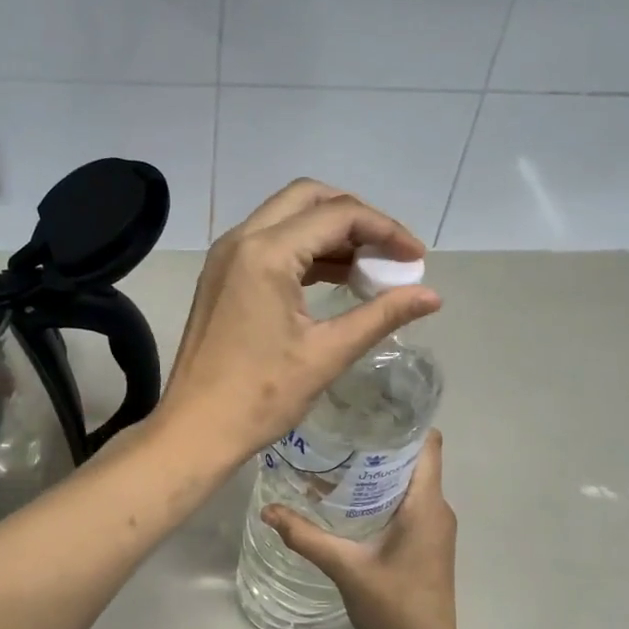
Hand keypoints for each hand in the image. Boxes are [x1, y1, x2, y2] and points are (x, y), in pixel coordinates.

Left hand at [160, 180, 439, 459]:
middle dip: (356, 218)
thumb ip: (382, 316)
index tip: (415, 258)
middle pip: (308, 198)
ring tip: (369, 269)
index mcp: (266, 253)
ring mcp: (225, 257)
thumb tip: (432, 296)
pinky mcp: (220, 277)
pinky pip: (269, 244)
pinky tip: (335, 280)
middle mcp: (241, 240)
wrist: (196, 430)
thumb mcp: (327, 354)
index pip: (338, 215)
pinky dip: (304, 252)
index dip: (385, 230)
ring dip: (329, 234)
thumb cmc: (261, 396)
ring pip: (287, 218)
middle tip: (389, 252)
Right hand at [262, 430, 463, 628]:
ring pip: (411, 483)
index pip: (428, 444)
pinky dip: (384, 495)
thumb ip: (306, 537)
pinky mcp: (428, 543)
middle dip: (380, 445)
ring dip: (379, 472)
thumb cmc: (393, 605)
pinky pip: (409, 504)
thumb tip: (268, 511)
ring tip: (337, 462)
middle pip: (414, 460)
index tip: (368, 412)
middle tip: (338, 434)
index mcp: (426, 504)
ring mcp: (436, 527)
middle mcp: (438, 509)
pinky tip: (349, 502)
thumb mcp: (345, 568)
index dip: (404, 423)